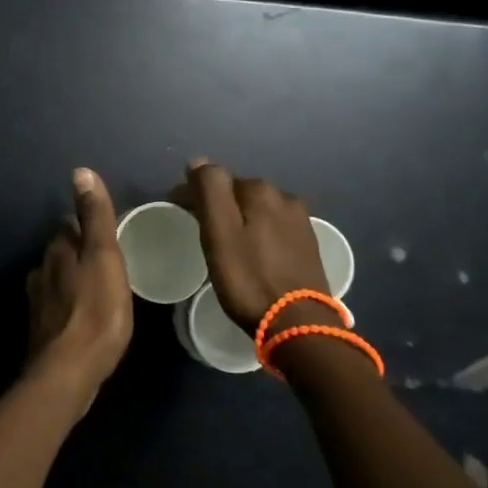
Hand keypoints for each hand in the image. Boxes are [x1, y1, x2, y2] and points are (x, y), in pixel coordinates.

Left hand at [25, 169, 133, 404]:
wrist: (68, 373)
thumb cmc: (96, 311)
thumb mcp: (104, 257)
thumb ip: (95, 217)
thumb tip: (80, 171)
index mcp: (58, 249)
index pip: (70, 224)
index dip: (89, 226)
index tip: (109, 234)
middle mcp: (41, 270)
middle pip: (62, 251)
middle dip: (80, 252)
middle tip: (109, 262)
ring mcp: (38, 302)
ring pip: (58, 279)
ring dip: (74, 279)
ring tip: (99, 290)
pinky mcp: (41, 330)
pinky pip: (58, 307)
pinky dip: (70, 306)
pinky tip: (84, 318)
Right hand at [183, 161, 331, 335]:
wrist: (300, 325)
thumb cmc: (249, 279)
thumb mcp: (219, 234)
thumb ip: (209, 191)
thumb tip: (199, 161)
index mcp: (259, 191)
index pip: (216, 179)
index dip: (193, 193)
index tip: (178, 212)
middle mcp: (284, 197)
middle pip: (239, 192)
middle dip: (219, 203)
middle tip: (200, 228)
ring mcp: (300, 221)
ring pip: (258, 209)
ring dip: (240, 218)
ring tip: (225, 243)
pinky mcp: (308, 244)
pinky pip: (274, 227)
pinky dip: (258, 232)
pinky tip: (253, 252)